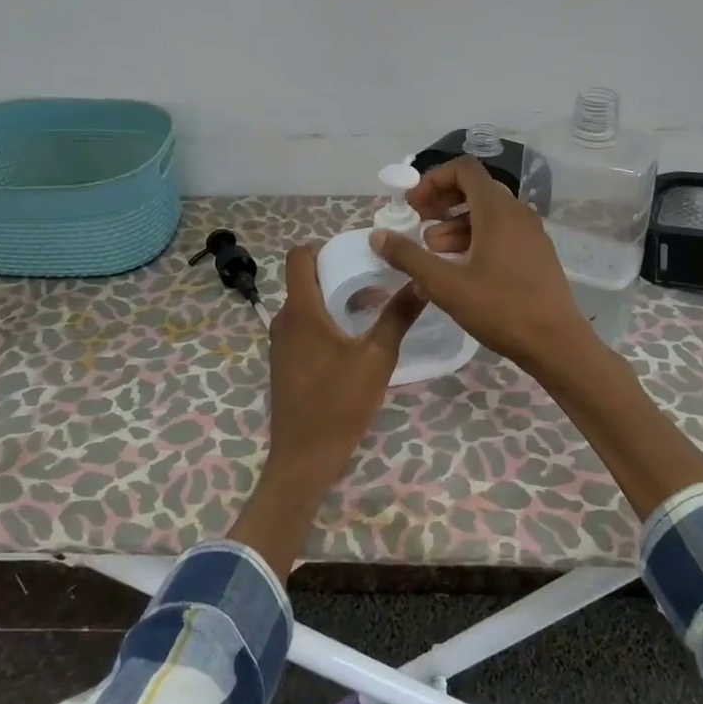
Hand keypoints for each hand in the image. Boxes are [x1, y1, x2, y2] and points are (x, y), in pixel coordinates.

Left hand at [228, 243, 425, 576]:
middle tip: (375, 278)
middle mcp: (284, 320)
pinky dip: (325, 320)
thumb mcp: (377, 359)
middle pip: (304, 279)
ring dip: (333, 298)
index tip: (356, 252)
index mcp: (301, 310)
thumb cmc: (339, 403)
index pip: (298, 256)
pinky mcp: (285, 363)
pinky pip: (303, 326)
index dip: (324, 246)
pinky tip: (353, 338)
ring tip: (371, 307)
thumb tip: (422, 281)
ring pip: (305, 304)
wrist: (304, 457)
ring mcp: (281, 343)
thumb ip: (398, 317)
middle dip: (337, 272)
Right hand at [368, 155, 597, 375]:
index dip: (433, 180)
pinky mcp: (536, 254)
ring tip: (433, 252)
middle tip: (417, 225)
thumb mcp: (446, 285)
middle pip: (475, 190)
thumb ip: (409, 257)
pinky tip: (460, 270)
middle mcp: (517, 213)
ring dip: (456, 225)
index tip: (412, 205)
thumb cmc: (500, 309)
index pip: (464, 169)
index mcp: (497, 210)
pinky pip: (502, 233)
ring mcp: (531, 234)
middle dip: (442, 203)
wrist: (557, 344)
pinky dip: (476, 239)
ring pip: (488, 214)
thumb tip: (378, 236)